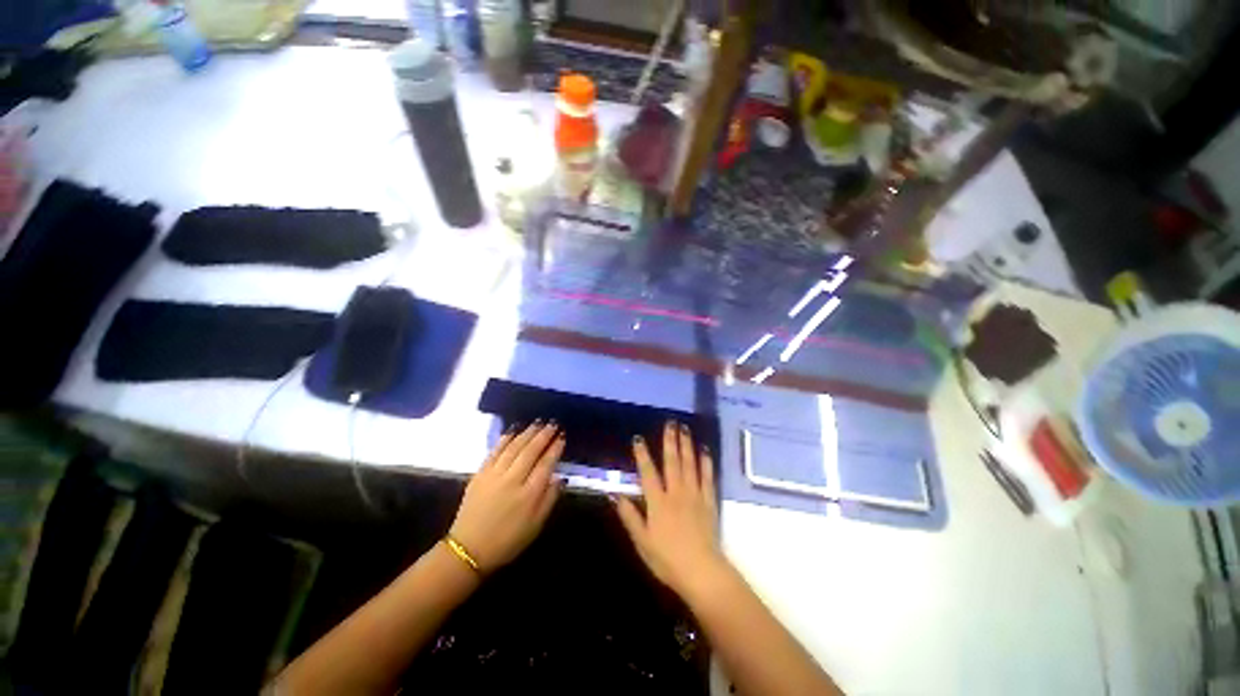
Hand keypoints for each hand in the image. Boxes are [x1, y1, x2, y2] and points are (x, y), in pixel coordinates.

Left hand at [449, 422, 564, 572]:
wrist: (469, 549)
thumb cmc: (508, 540)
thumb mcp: (536, 525)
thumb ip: (549, 498)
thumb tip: (560, 477)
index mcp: (529, 494)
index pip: (546, 464)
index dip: (555, 448)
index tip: (562, 436)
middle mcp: (513, 480)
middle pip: (531, 451)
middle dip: (543, 435)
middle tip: (552, 423)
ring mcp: (494, 475)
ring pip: (514, 447)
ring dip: (527, 433)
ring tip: (537, 423)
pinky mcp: (480, 474)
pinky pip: (495, 452)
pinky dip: (505, 439)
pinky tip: (513, 430)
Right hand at [614, 421, 728, 596]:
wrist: (701, 571)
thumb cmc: (667, 559)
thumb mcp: (642, 541)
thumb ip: (629, 516)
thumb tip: (615, 495)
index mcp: (658, 502)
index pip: (648, 473)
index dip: (642, 455)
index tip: (638, 439)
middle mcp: (676, 493)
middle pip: (672, 462)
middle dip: (670, 441)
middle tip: (671, 423)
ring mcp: (694, 495)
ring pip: (690, 465)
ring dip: (687, 445)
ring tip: (685, 429)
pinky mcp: (708, 502)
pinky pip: (707, 478)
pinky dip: (706, 463)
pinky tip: (704, 450)